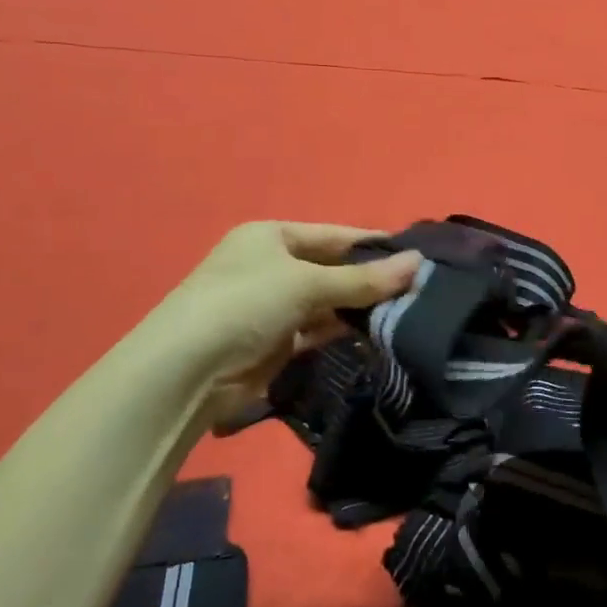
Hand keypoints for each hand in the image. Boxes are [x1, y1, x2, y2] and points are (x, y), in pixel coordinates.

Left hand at [148, 222, 420, 434]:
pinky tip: (377, 332)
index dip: (372, 243)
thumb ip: (363, 279)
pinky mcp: (275, 342)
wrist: (187, 371)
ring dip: (359, 307)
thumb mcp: (307, 283)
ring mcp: (272, 305)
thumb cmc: (245, 303)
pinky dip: (343, 330)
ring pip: (327, 301)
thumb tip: (418, 262)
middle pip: (332, 268)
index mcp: (270, 236)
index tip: (417, 254)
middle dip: (370, 278)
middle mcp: (271, 266)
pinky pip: (318, 329)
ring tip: (409, 310)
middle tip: (419, 288)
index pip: (334, 235)